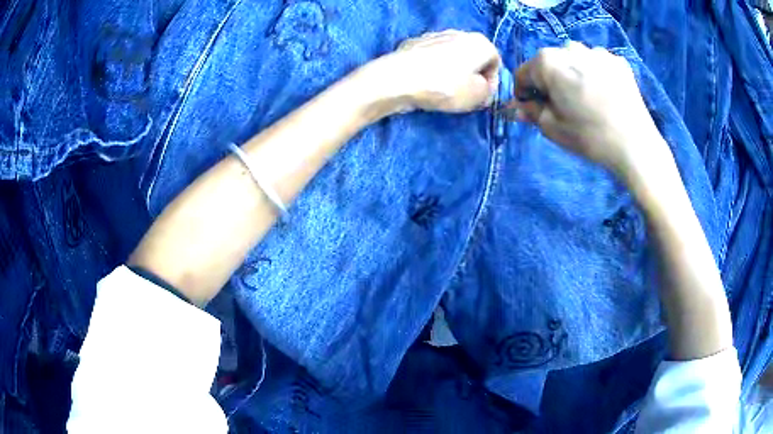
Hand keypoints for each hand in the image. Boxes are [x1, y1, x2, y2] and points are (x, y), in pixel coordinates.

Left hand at [373, 30, 500, 112]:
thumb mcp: (477, 96)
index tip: (482, 98)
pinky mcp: (414, 43)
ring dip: (452, 73)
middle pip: (473, 58)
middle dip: (472, 76)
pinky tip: (426, 83)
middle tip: (465, 96)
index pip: (495, 63)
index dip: (491, 83)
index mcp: (480, 42)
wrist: (398, 78)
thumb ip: (488, 92)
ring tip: (444, 91)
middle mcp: (459, 33)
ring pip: (451, 57)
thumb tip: (483, 88)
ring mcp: (434, 35)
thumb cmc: (445, 86)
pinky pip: (431, 58)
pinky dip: (433, 69)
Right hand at [513, 42, 669, 177]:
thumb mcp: (552, 128)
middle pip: (550, 64)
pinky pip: (597, 64)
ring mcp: (597, 52)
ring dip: (573, 75)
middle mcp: (570, 48)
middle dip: (550, 82)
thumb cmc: (589, 137)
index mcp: (548, 61)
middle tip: (561, 106)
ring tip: (585, 99)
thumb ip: (531, 111)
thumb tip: (517, 106)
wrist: (636, 146)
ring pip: (574, 61)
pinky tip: (603, 95)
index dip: (525, 93)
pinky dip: (594, 75)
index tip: (532, 109)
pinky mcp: (618, 61)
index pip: (524, 73)